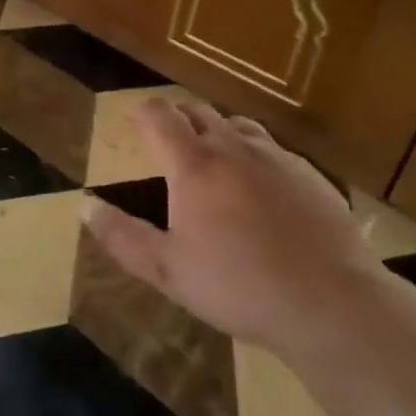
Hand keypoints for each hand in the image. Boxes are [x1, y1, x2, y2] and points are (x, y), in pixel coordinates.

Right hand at [82, 100, 386, 356]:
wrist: (331, 303)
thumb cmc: (239, 286)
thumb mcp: (168, 270)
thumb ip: (122, 236)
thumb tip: (84, 205)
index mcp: (194, 165)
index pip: (160, 116)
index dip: (143, 111)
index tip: (134, 118)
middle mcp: (233, 148)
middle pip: (199, 111)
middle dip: (179, 116)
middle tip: (169, 137)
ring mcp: (277, 158)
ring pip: (239, 125)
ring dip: (218, 130)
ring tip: (213, 154)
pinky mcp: (311, 175)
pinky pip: (274, 149)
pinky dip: (256, 154)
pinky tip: (262, 185)